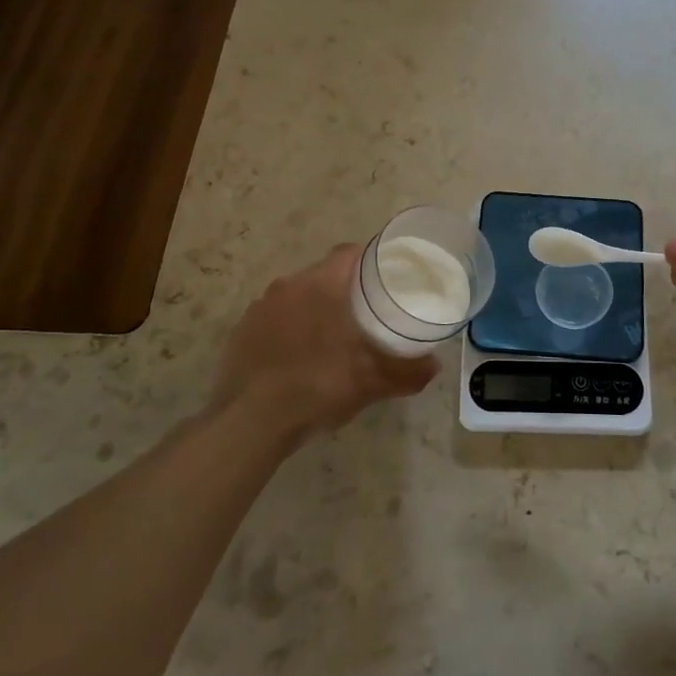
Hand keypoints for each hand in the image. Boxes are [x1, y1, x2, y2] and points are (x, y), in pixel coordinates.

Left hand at [210, 244, 438, 448]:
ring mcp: (259, 308)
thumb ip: (408, 371)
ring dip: (313, 309)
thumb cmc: (318, 387)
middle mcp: (288, 286)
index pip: (348, 253)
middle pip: (323, 274)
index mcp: (321, 285)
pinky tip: (296, 357)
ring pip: (296, 296)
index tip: (384, 278)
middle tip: (364, 313)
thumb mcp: (372, 382)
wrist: (251, 422)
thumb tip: (435, 366)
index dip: (368, 260)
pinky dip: (287, 329)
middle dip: (343, 289)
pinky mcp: (241, 332)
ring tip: (330, 336)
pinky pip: (272, 319)